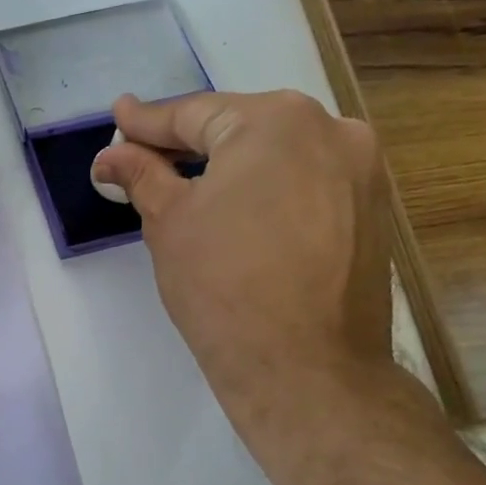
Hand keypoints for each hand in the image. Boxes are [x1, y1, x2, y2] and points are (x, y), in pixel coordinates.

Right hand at [91, 89, 395, 429]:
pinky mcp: (374, 211)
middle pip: (241, 128)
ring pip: (278, 155)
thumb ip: (142, 175)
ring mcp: (362, 170)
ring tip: (187, 185)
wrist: (307, 370)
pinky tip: (240, 212)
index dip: (147, 122)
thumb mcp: (169, 223)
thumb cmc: (224, 286)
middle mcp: (330, 129)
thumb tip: (111, 155)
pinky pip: (307, 183)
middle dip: (189, 143)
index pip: (194, 114)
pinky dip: (268, 189)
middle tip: (143, 156)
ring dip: (232, 167)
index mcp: (275, 121)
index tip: (119, 118)